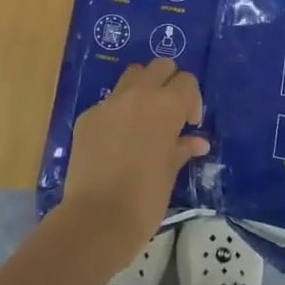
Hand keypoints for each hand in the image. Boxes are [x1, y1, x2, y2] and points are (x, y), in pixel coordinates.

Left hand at [62, 58, 207, 264]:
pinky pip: (108, 103)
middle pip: (160, 67)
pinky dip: (118, 113)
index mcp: (166, 105)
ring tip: (143, 119)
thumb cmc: (145, 197)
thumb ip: (182, 148)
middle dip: (169, 83)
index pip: (187, 81)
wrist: (97, 218)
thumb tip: (197, 142)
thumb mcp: (170, 171)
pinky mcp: (87, 117)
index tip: (189, 125)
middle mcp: (139, 94)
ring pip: (132, 76)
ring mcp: (109, 103)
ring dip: (143, 89)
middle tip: (170, 113)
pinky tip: (116, 141)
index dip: (192, 101)